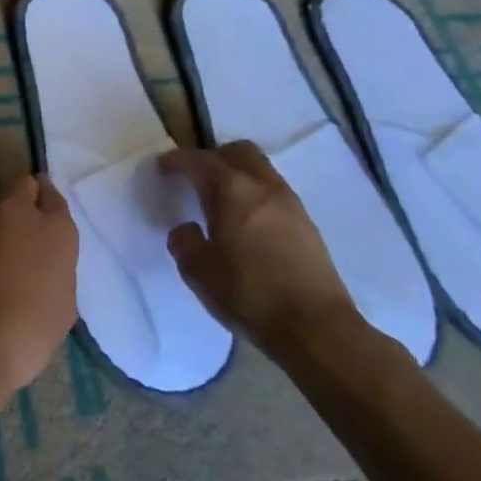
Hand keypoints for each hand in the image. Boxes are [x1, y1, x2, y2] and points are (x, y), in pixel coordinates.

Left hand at [0, 175, 77, 416]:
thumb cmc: (25, 334)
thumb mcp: (62, 305)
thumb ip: (54, 268)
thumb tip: (40, 261)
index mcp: (52, 228)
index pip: (54, 197)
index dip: (49, 209)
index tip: (46, 224)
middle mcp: (13, 211)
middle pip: (20, 186)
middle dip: (22, 200)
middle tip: (21, 231)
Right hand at [160, 142, 357, 356]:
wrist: (316, 328)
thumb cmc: (249, 294)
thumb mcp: (198, 271)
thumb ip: (184, 242)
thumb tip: (187, 229)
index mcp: (231, 190)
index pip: (199, 161)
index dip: (177, 160)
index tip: (163, 166)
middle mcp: (262, 186)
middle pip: (238, 152)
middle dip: (214, 157)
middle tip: (197, 177)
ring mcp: (290, 204)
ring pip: (261, 170)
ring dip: (239, 175)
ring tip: (222, 201)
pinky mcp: (307, 225)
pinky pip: (275, 193)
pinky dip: (257, 195)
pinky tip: (248, 223)